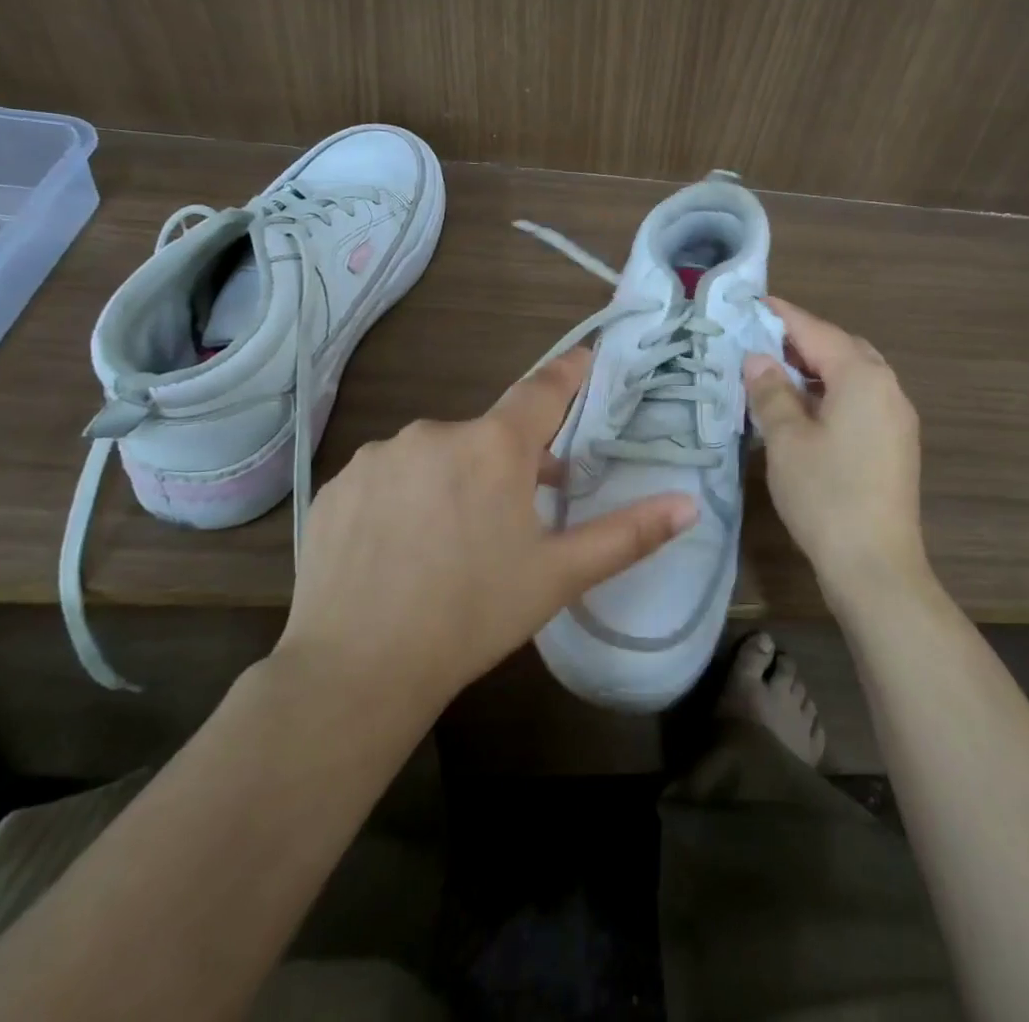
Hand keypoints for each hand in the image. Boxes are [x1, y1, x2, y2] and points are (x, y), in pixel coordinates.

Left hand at [275, 348, 694, 714]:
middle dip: (510, 461)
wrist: (354, 671)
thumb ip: (628, 534)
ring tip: (453, 541)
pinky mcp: (340, 483)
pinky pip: (390, 475)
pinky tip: (400, 547)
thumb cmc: (471, 616)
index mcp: (494, 447)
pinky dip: (405, 496)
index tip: (586, 358)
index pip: (542, 389)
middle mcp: (435, 433)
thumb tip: (688, 504)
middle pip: (488, 434)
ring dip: (456, 479)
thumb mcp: (558, 576)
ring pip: (438, 454)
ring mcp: (381, 455)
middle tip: (519, 514)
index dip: (569, 373)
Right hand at [744, 298, 929, 607]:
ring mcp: (896, 417)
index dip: (781, 316)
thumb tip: (758, 359)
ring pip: (853, 375)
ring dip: (816, 367)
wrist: (876, 565)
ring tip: (775, 373)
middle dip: (801, 340)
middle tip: (759, 341)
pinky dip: (831, 392)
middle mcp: (887, 387)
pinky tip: (804, 409)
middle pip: (841, 348)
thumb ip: (771, 391)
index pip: (816, 331)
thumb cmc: (826, 495)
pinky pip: (861, 399)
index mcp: (862, 377)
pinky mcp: (895, 443)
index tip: (751, 303)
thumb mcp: (786, 439)